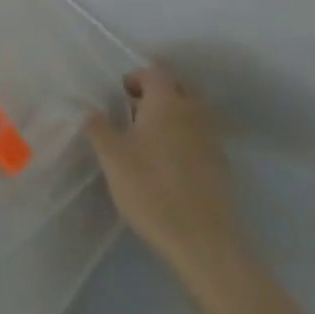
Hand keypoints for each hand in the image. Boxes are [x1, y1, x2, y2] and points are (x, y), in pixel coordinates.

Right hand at [86, 67, 241, 277]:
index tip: (120, 95)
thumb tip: (93, 112)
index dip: (136, 78)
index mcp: (166, 102)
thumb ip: (99, 128)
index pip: (154, 73)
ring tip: (150, 137)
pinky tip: (170, 162)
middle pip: (178, 87)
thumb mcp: (112, 157)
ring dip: (173, 115)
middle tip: (135, 111)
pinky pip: (201, 137)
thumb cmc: (150, 189)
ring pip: (192, 112)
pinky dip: (186, 138)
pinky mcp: (222, 166)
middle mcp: (193, 112)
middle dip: (158, 92)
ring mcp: (212, 139)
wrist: (202, 241)